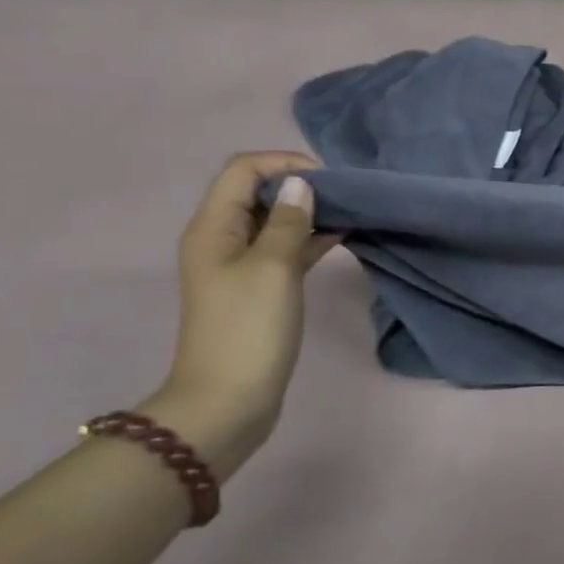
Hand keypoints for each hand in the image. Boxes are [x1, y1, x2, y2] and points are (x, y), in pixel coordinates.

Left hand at [143, 153, 340, 478]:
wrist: (228, 400)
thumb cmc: (248, 329)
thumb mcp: (273, 268)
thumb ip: (290, 223)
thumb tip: (302, 184)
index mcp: (214, 228)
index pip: (243, 170)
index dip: (284, 163)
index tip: (328, 180)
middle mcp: (222, 239)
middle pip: (258, 192)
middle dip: (299, 186)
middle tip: (344, 197)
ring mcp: (240, 266)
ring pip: (275, 221)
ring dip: (308, 213)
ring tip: (349, 213)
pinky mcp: (260, 289)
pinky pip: (284, 249)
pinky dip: (310, 239)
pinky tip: (342, 238)